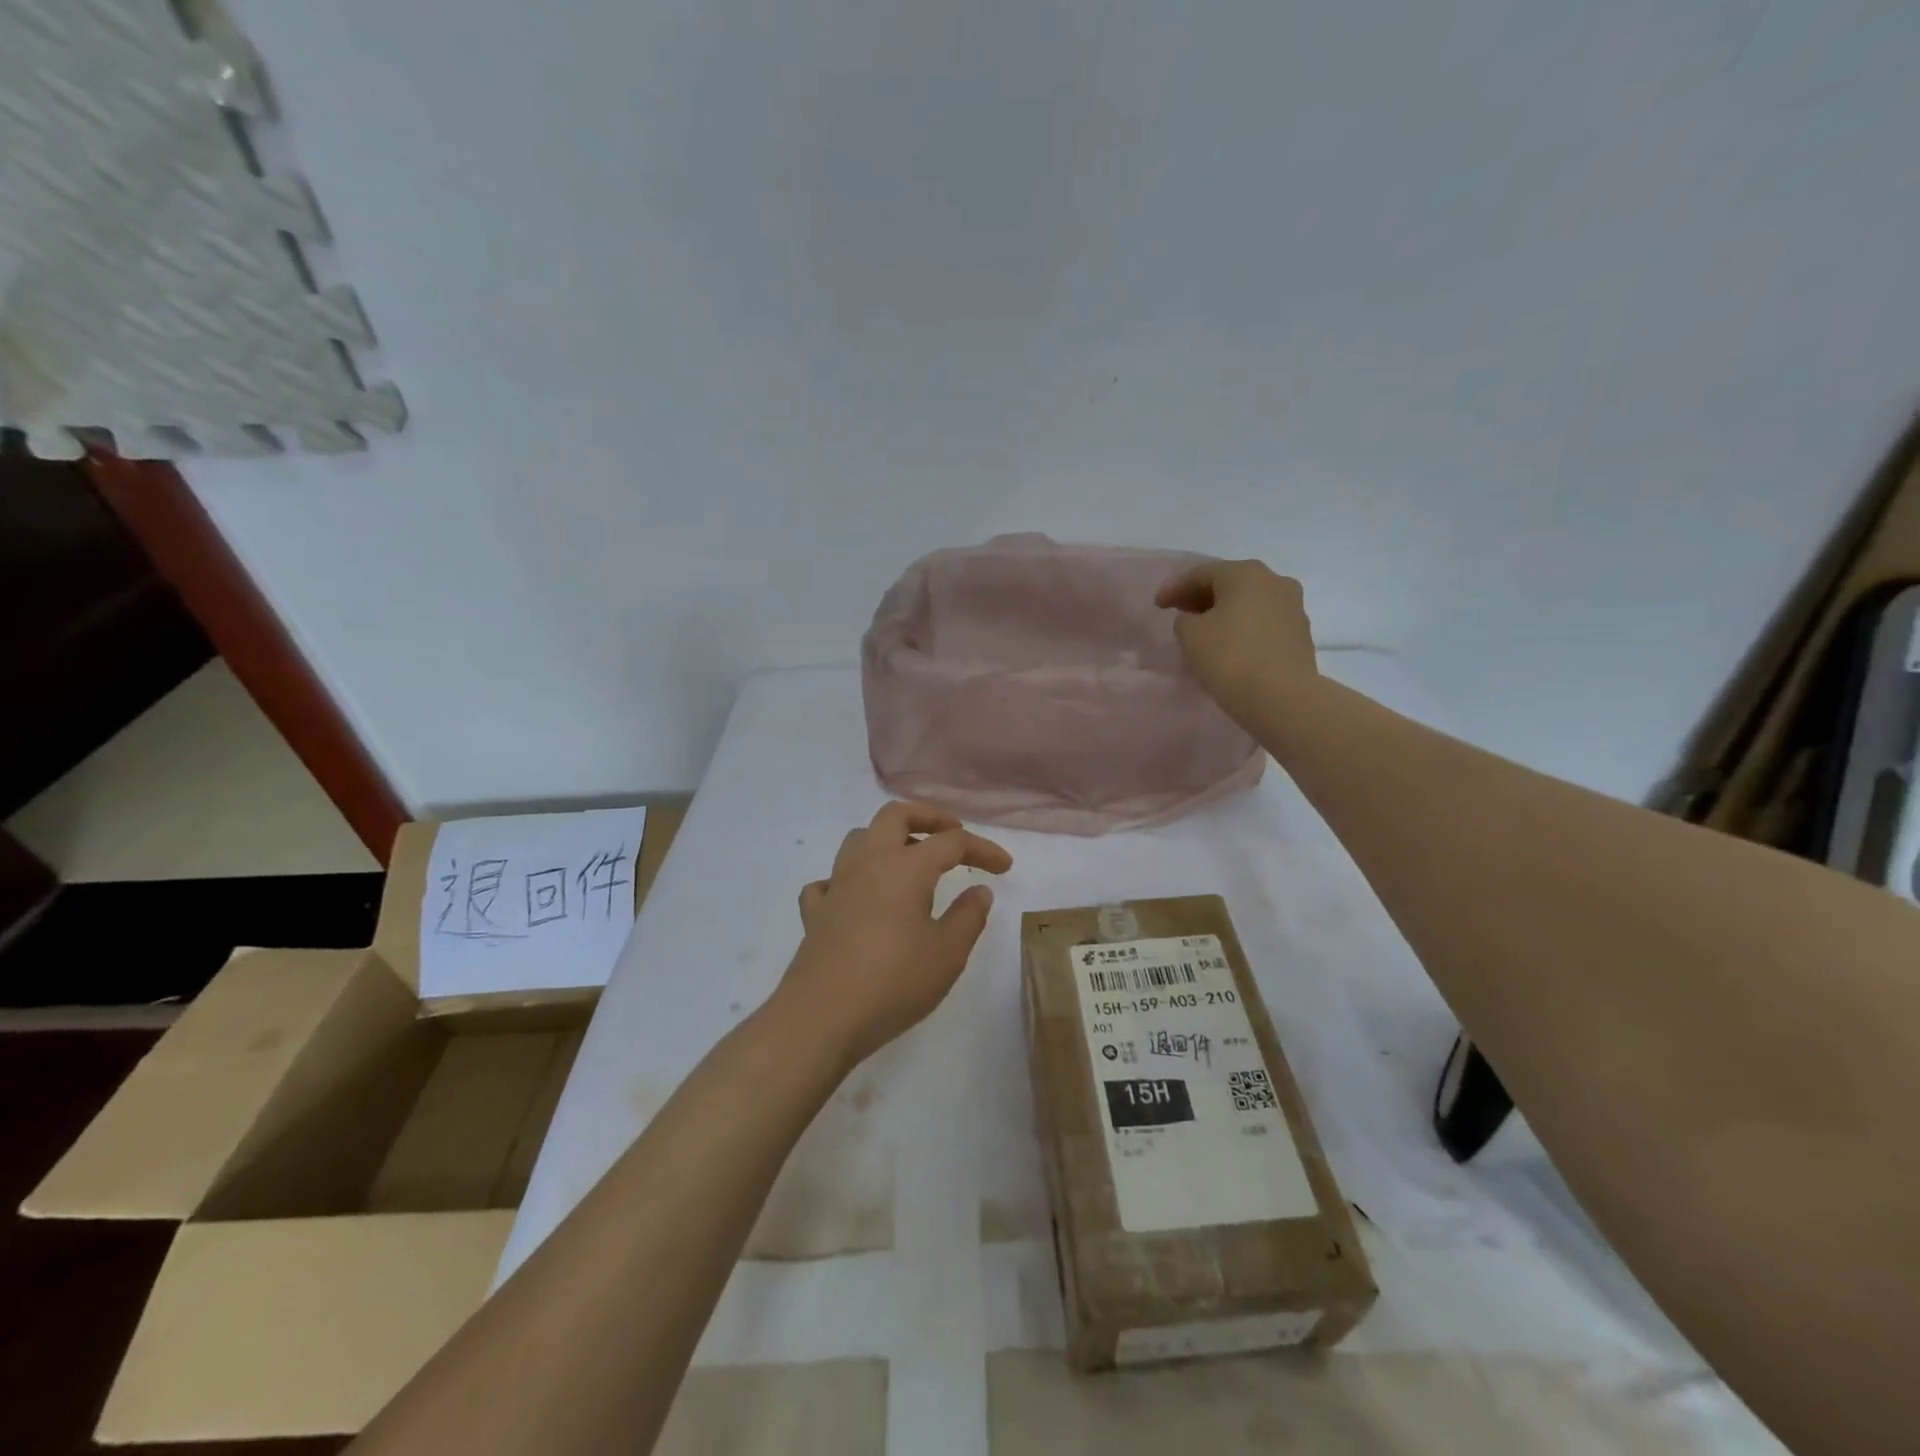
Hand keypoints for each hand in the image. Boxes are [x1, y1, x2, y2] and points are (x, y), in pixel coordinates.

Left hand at [777, 802, 1013, 1067]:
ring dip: (887, 840)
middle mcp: (868, 863)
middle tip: (952, 835)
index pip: (952, 841)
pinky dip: (848, 880)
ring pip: (859, 838)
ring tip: (909, 862)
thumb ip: (968, 917)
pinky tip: (859, 899)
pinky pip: (829, 881)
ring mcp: (836, 885)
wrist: (822, 1016)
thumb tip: (979, 890)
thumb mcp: (947, 954)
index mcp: (906, 866)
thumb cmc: (894, 982)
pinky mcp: (815, 913)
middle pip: (895, 815)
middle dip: (927, 817)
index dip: (982, 848)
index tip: (1004, 867)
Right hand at [1155, 558, 1318, 728]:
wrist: (1282, 697)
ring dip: (1224, 612)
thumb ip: (1185, 620)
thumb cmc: (1230, 658)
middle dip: (1201, 596)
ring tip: (1204, 630)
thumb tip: (1196, 619)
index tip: (1157, 605)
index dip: (1174, 588)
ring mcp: (1292, 606)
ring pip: (1249, 602)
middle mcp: (1274, 581)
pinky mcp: (1300, 632)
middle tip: (1179, 612)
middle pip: (1229, 583)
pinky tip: (1230, 644)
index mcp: (1244, 573)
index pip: (1200, 573)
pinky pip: (1263, 621)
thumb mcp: (1190, 635)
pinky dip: (1243, 627)